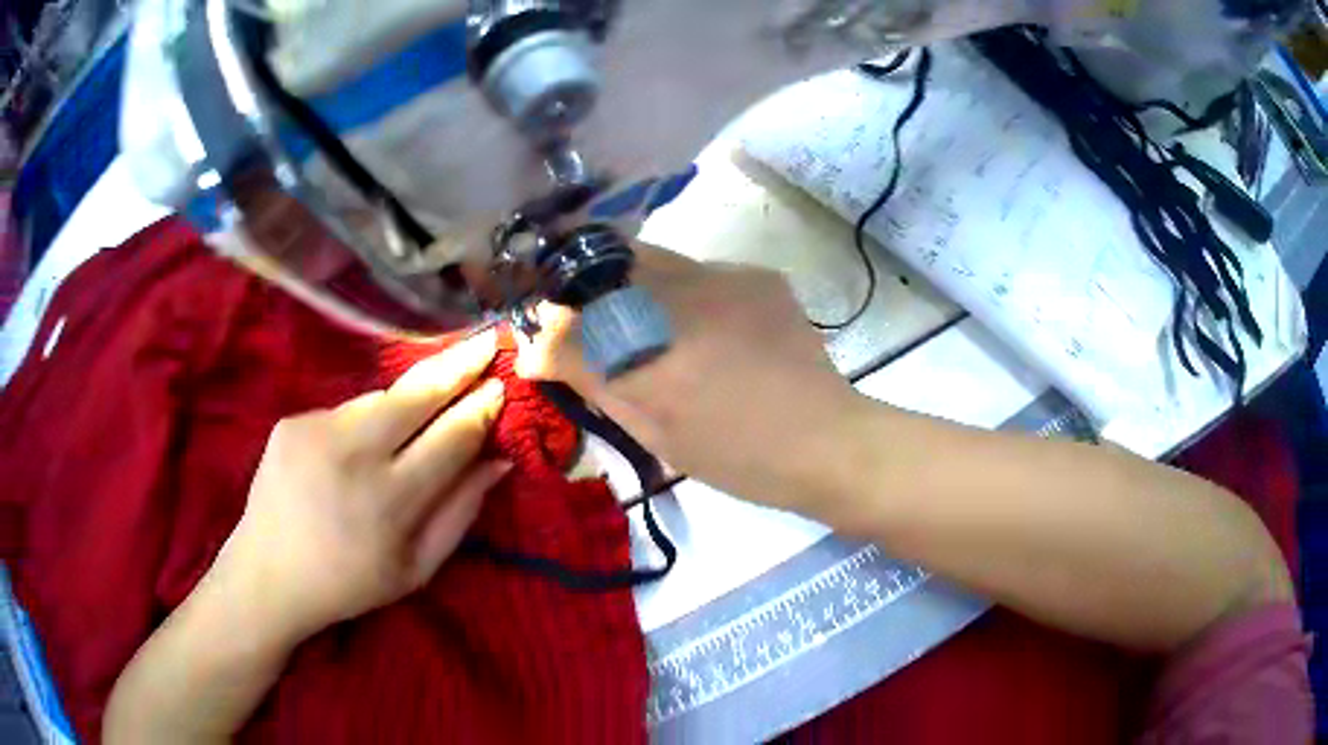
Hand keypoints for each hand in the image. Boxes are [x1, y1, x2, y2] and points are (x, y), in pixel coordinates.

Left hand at [214, 331, 508, 639]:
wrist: (267, 574)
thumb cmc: (350, 583)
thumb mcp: (417, 569)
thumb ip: (460, 513)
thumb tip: (498, 460)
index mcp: (390, 501)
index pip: (452, 436)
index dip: (481, 408)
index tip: (500, 385)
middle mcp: (352, 454)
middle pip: (418, 393)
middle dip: (459, 364)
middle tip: (487, 339)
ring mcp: (316, 430)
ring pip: (380, 398)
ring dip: (406, 403)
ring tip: (410, 426)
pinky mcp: (292, 421)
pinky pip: (345, 410)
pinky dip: (363, 424)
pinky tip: (355, 454)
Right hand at [517, 245, 862, 515]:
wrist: (826, 439)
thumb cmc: (737, 457)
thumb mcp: (656, 432)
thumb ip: (594, 382)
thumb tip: (535, 352)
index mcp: (655, 354)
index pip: (573, 319)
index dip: (552, 325)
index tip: (548, 340)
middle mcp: (686, 299)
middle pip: (609, 265)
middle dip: (590, 291)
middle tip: (597, 328)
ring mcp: (728, 278)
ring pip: (656, 262)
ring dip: (636, 288)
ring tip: (656, 331)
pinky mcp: (759, 275)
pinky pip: (700, 271)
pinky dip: (686, 294)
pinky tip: (707, 329)